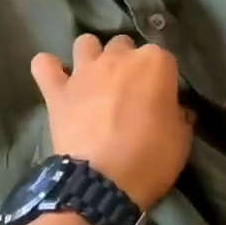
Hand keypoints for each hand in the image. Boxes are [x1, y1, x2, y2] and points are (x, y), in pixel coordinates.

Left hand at [30, 34, 191, 209]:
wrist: (104, 182)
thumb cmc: (151, 159)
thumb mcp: (182, 139)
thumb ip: (179, 115)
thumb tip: (176, 110)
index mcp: (155, 63)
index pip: (164, 58)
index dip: (162, 78)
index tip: (162, 98)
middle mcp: (118, 57)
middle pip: (124, 45)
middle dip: (126, 61)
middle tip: (128, 90)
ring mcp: (84, 71)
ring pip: (85, 42)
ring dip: (91, 56)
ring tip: (94, 79)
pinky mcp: (57, 90)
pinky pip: (44, 65)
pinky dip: (48, 68)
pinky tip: (55, 78)